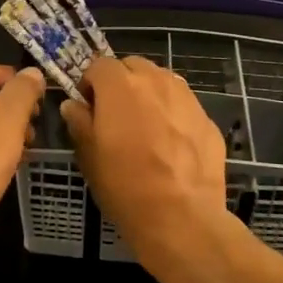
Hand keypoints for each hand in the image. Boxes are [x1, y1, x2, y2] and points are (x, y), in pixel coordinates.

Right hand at [61, 56, 227, 267]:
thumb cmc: (125, 186)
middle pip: (134, 66)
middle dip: (122, 83)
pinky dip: (173, 115)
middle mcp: (156, 81)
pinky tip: (171, 146)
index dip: (90, 83)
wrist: (182, 217)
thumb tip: (74, 105)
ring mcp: (187, 98)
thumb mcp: (89, 157)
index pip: (99, 65)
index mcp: (121, 86)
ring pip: (162, 82)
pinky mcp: (208, 119)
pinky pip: (183, 106)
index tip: (88, 107)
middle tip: (116, 116)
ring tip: (145, 128)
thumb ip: (79, 122)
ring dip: (149, 94)